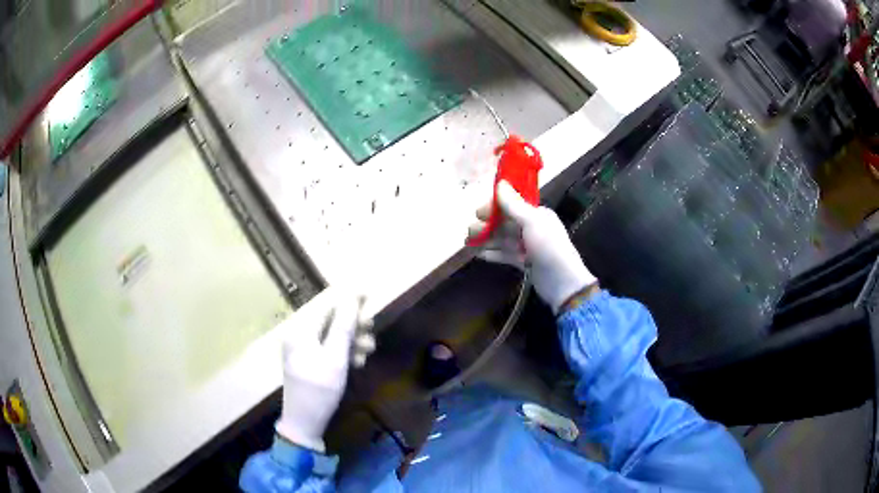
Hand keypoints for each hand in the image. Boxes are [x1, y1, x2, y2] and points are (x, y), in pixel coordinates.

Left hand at [276, 293, 375, 451]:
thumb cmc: (320, 389)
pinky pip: (328, 350)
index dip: (347, 301)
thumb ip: (344, 327)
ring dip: (351, 342)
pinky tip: (358, 362)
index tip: (368, 295)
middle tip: (372, 331)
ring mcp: (302, 350)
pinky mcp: (308, 362)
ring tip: (368, 352)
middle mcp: (298, 336)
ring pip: (331, 337)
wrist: (304, 423)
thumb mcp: (335, 358)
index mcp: (300, 331)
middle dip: (352, 326)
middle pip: (329, 322)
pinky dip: (343, 353)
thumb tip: (352, 297)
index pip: (326, 307)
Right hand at [468, 181, 596, 313]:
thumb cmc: (549, 247)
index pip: (511, 205)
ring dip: (486, 239)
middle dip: (486, 225)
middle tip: (469, 232)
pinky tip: (479, 255)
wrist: (563, 283)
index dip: (493, 207)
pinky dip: (493, 254)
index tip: (478, 213)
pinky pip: (505, 255)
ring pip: (502, 239)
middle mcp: (531, 227)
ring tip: (468, 243)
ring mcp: (527, 246)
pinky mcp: (524, 262)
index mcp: (536, 214)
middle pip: (504, 223)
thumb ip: (514, 205)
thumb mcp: (532, 222)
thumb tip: (500, 182)